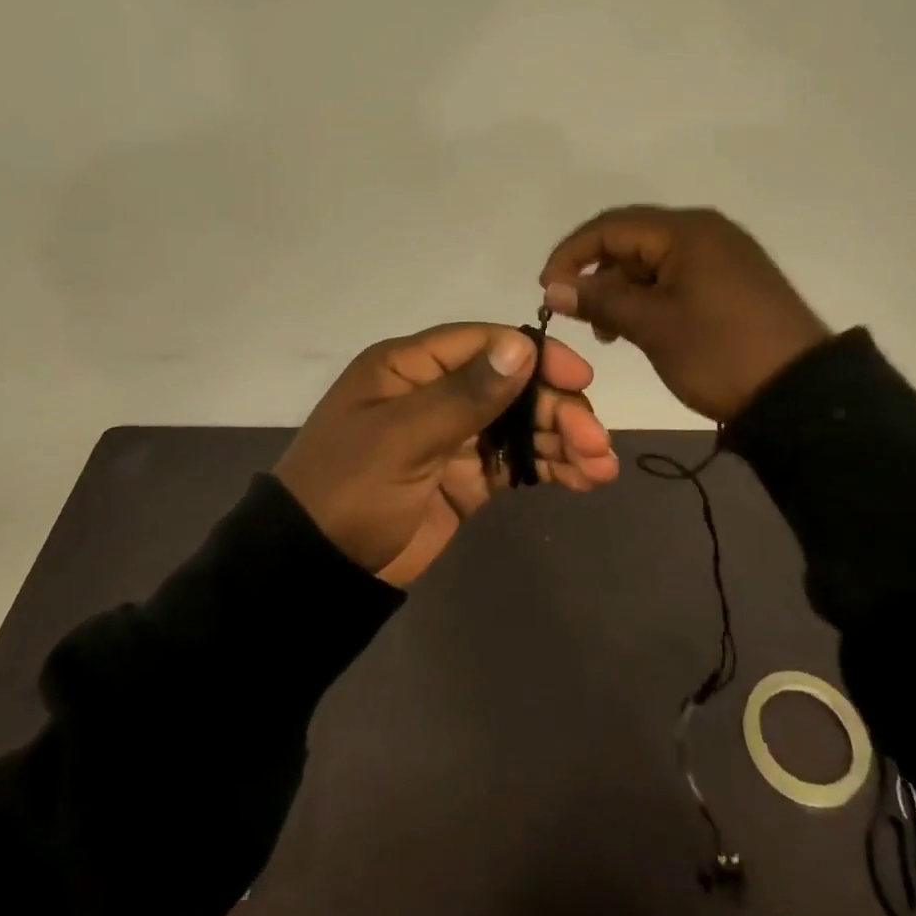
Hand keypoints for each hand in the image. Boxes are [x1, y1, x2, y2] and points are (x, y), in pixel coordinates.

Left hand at [276, 323, 619, 587]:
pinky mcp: (466, 477)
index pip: (484, 344)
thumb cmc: (350, 489)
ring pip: (520, 425)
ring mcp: (454, 436)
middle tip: (595, 443)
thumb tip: (522, 346)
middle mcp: (436, 392)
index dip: (535, 357)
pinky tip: (583, 479)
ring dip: (562, 440)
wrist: (315, 571)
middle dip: (557, 410)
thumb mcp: (402, 438)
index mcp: (410, 367)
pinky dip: (549, 467)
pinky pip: (515, 462)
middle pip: (511, 386)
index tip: (579, 380)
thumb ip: (464, 395)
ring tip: (601, 468)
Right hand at [538, 206, 830, 423]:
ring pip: (652, 260)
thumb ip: (600, 300)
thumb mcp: (653, 326)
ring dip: (622, 289)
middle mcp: (705, 231)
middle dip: (596, 273)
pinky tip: (639, 327)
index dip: (570, 254)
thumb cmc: (720, 353)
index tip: (546, 290)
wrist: (802, 394)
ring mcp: (722, 255)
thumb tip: (554, 287)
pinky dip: (650, 297)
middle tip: (576, 314)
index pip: (609, 226)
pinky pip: (677, 276)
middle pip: (631, 240)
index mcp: (685, 231)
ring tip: (607, 331)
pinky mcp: (733, 280)